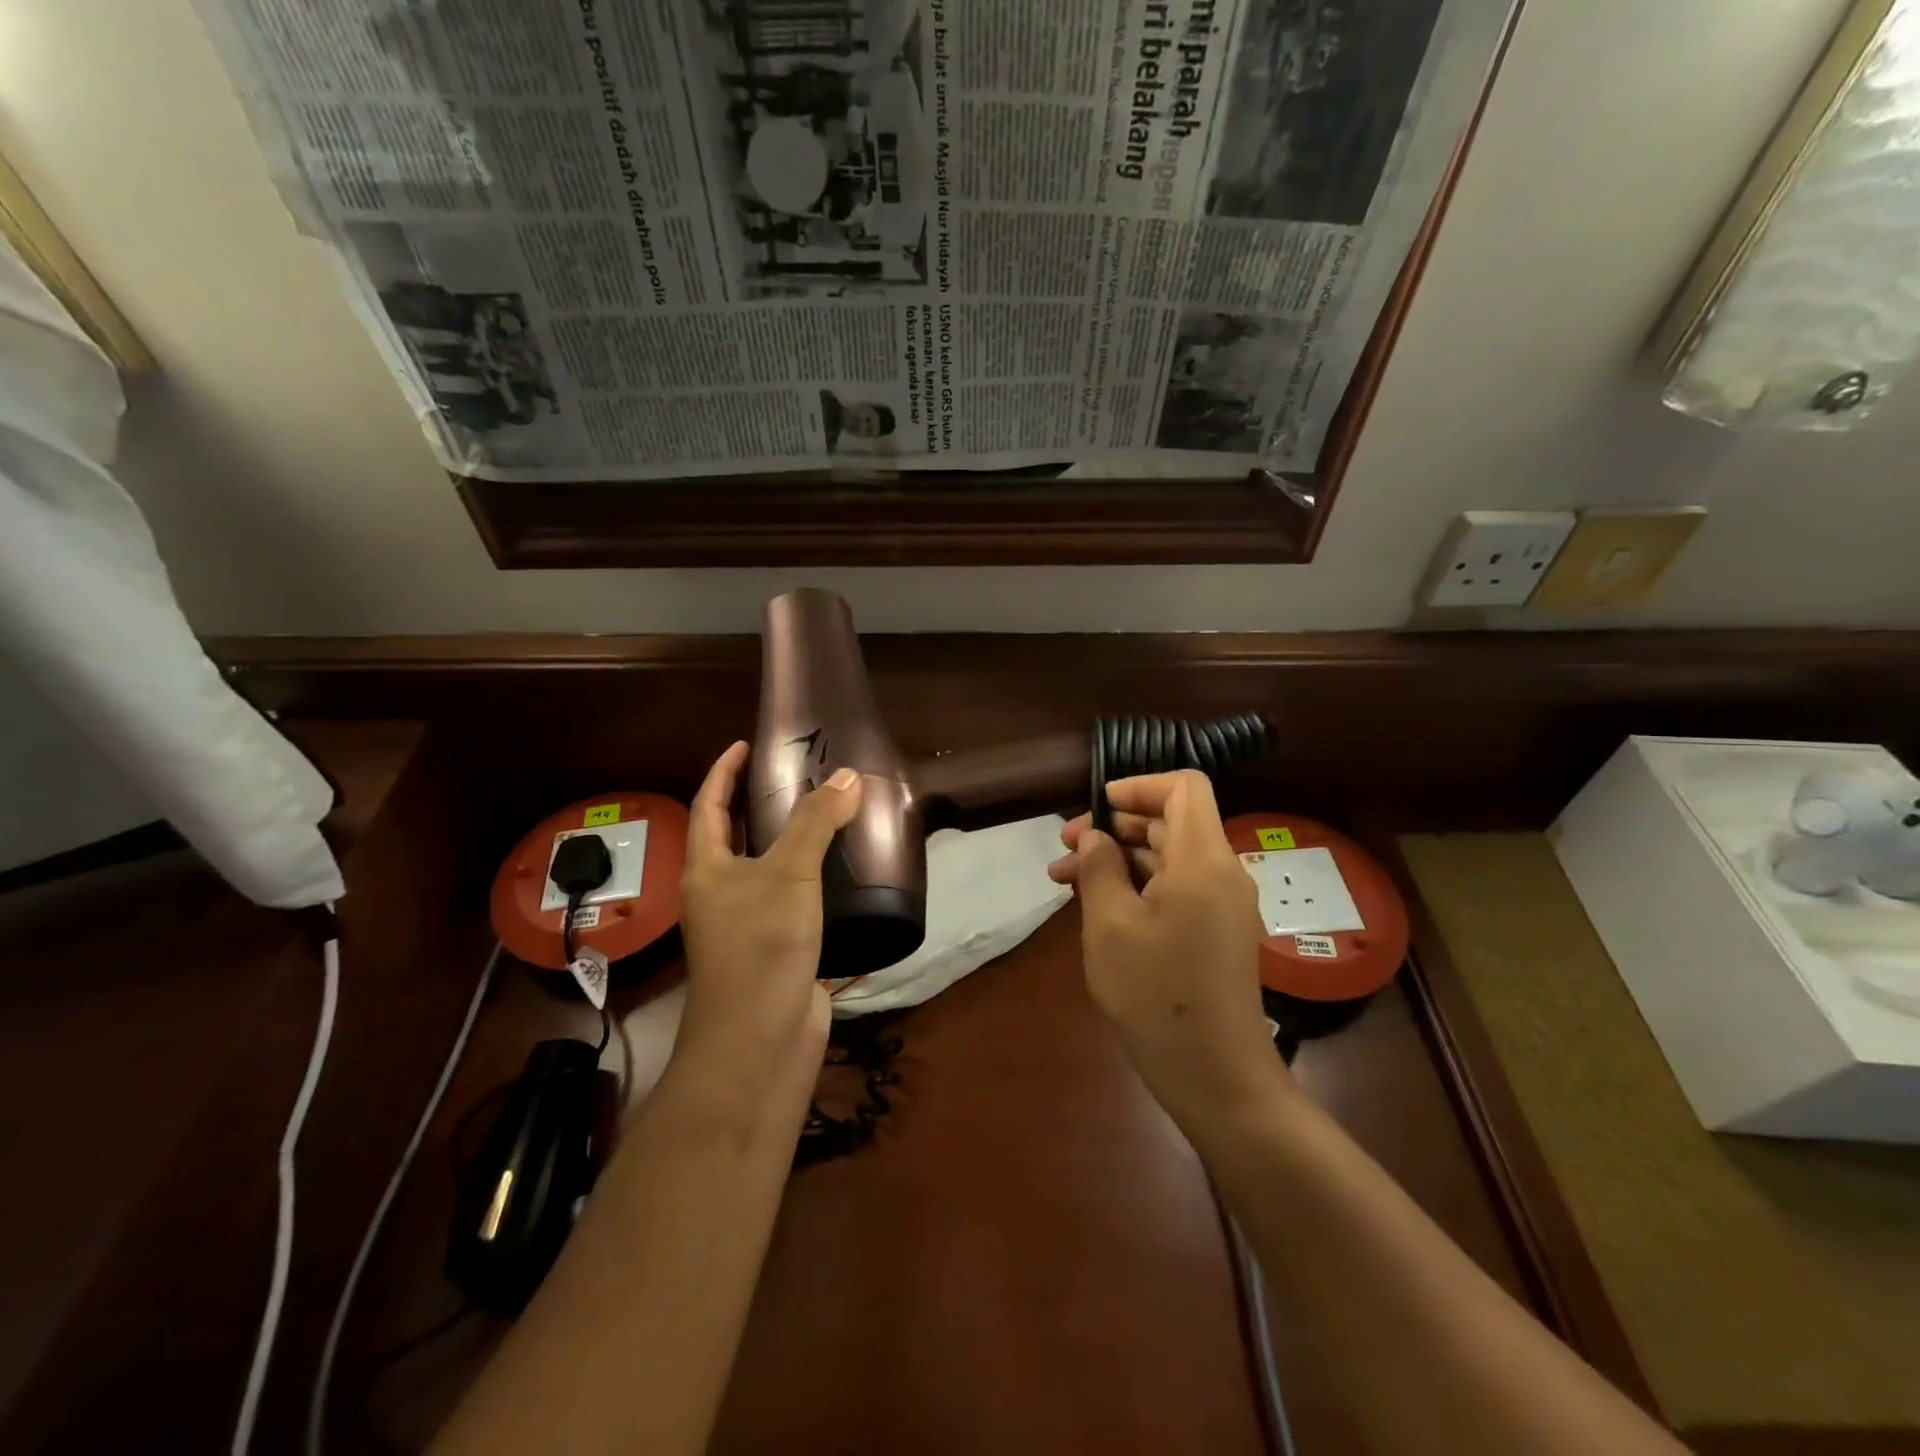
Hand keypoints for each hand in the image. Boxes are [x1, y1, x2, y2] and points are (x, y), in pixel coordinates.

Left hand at [679, 741, 863, 1096]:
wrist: (761, 1039)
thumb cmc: (761, 946)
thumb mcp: (789, 874)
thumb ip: (816, 823)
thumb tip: (846, 776)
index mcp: (706, 870)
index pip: (708, 805)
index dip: (724, 772)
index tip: (745, 744)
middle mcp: (719, 894)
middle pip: (734, 837)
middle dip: (758, 804)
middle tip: (796, 775)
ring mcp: (747, 924)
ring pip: (767, 869)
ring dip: (790, 842)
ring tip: (827, 814)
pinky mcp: (777, 948)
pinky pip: (793, 900)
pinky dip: (812, 879)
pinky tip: (843, 872)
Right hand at [1048, 770, 1288, 1125]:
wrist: (1215, 1075)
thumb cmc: (1156, 995)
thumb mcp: (1110, 926)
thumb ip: (1099, 869)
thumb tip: (1095, 837)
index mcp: (1202, 859)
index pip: (1184, 787)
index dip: (1139, 786)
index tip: (1096, 807)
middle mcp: (1221, 872)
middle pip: (1171, 822)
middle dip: (1115, 826)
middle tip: (1065, 849)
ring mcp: (1222, 904)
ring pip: (1168, 857)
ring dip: (1119, 859)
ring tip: (1065, 880)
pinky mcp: (1217, 931)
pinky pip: (1177, 888)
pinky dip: (1138, 885)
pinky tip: (1098, 907)